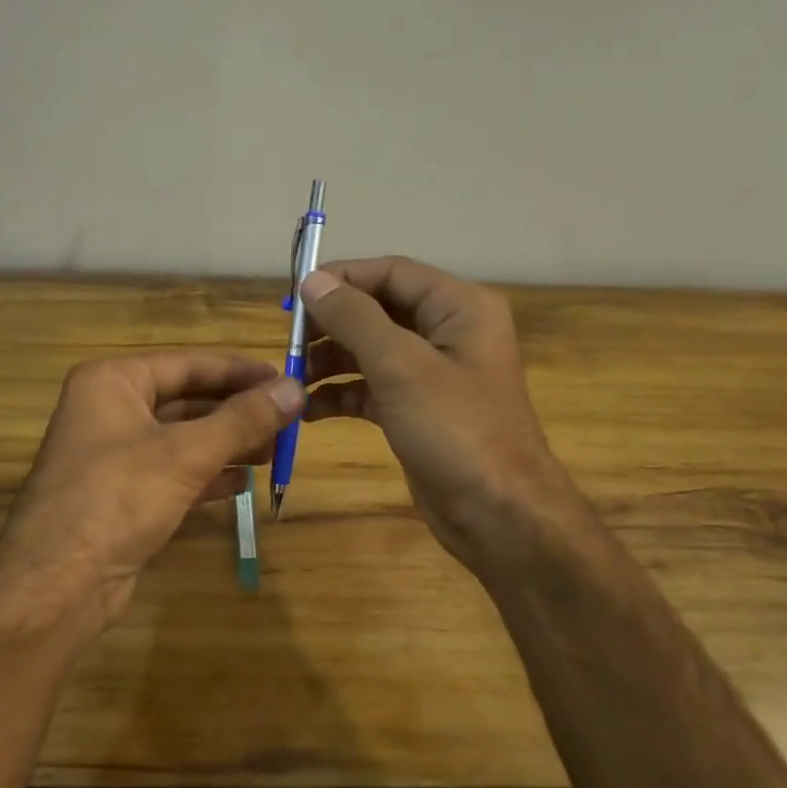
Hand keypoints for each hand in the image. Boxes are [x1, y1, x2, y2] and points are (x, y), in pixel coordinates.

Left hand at [0, 353, 303, 631]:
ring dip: (226, 444)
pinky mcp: (121, 496)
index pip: (187, 364)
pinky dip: (206, 476)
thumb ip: (243, 420)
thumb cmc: (118, 498)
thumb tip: (296, 387)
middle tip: (286, 419)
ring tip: (272, 451)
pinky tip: (240, 485)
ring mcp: (112, 456)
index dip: (238, 371)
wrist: (58, 584)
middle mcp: (108, 411)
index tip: (284, 378)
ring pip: (181, 439)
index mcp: (112, 382)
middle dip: (235, 411)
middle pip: (185, 400)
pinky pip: (172, 474)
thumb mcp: (186, 453)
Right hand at [300, 257, 567, 569]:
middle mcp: (447, 332)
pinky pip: (371, 388)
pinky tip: (309, 410)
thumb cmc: (456, 430)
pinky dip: (341, 394)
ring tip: (292, 380)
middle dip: (331, 325)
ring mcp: (432, 374)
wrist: (498, 515)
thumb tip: (312, 281)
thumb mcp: (401, 367)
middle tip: (288, 342)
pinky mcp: (417, 410)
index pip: (391, 273)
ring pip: (369, 351)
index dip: (342, 279)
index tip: (293, 295)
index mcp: (458, 307)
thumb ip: (354, 318)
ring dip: (330, 361)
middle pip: (377, 310)